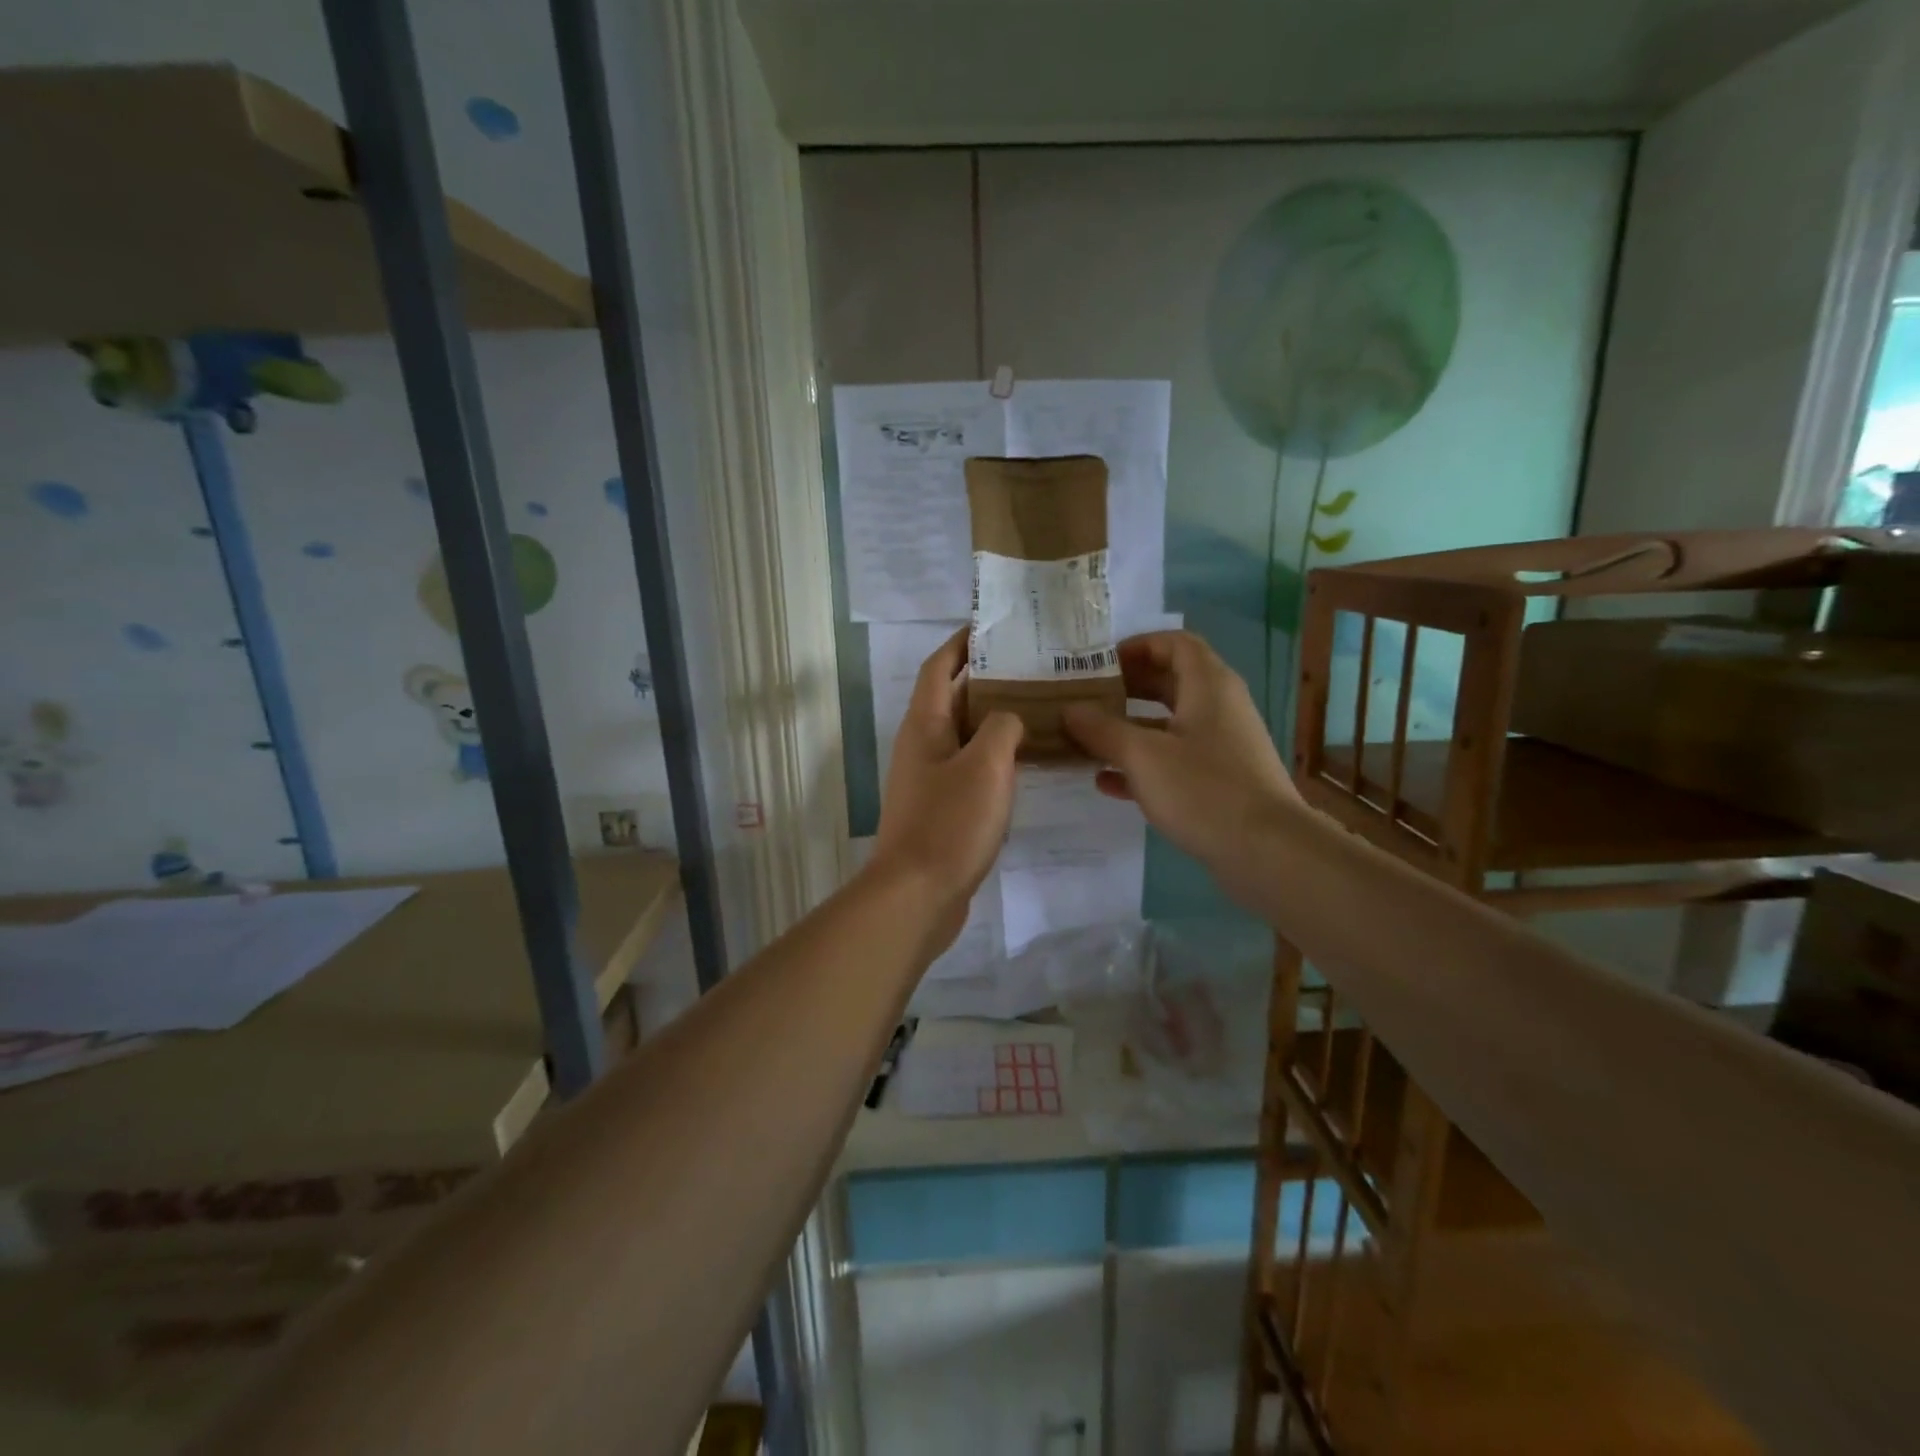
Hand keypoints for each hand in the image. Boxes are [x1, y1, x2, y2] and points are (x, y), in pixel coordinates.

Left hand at [870, 630, 1023, 942]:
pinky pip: (971, 768)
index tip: (994, 626)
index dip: (962, 643)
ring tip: (1040, 708)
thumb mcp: (987, 765)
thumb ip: (1004, 727)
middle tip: (1034, 668)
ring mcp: (929, 779)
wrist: (918, 894)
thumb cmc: (950, 822)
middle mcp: (921, 745)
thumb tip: (1010, 718)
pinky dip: (996, 758)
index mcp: (924, 724)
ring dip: (996, 720)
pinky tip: (1028, 762)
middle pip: (953, 699)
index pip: (939, 667)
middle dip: (988, 679)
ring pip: (965, 736)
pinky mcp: (941, 808)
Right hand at [1062, 631, 1303, 882]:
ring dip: (1129, 728)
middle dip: (1127, 688)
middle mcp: (1219, 708)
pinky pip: (1174, 760)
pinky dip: (1142, 764)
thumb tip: (1069, 710)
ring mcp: (1221, 746)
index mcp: (1208, 686)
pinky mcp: (1219, 781)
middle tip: (1086, 698)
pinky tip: (1106, 782)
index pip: (1175, 644)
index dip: (1137, 646)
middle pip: (1170, 682)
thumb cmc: (1204, 790)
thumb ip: (1102, 730)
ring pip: (1168, 725)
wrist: (1267, 851)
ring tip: (1087, 738)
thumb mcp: (1142, 756)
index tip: (1100, 663)